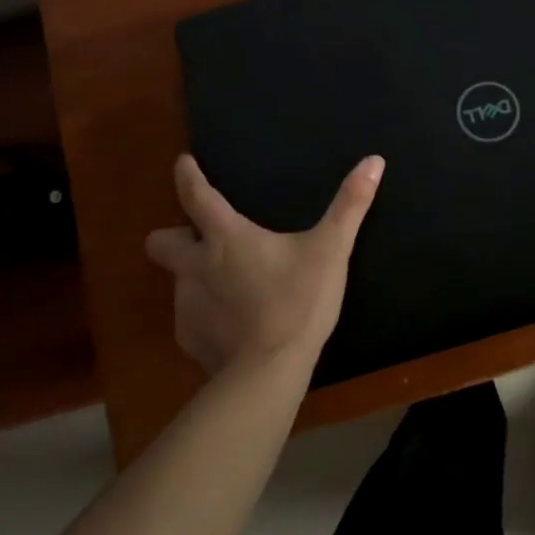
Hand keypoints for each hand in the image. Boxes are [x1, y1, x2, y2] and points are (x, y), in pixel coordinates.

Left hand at [145, 153, 384, 377]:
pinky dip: (206, 315)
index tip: (182, 163)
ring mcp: (186, 306)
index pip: (196, 197)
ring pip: (177, 281)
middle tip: (201, 240)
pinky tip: (232, 325)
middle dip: (172, 236)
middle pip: (160, 242)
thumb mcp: (331, 250)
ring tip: (229, 288)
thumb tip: (374, 160)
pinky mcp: (189, 340)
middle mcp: (195, 266)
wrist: (269, 373)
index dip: (187, 176)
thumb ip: (350, 205)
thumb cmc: (298, 302)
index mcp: (225, 238)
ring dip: (195, 277)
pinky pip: (189, 318)